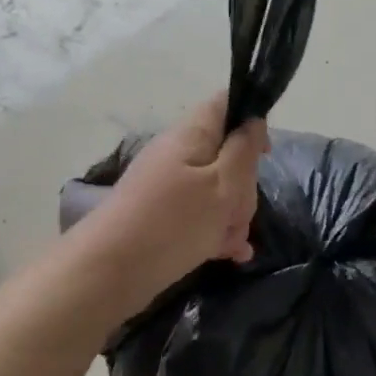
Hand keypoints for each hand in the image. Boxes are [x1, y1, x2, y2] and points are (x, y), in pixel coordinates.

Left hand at [83, 91, 268, 302]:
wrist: (111, 271)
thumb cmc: (174, 222)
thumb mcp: (222, 185)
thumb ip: (243, 151)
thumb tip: (253, 121)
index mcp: (191, 134)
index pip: (225, 104)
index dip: (251, 120)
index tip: (264, 154)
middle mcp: (178, 153)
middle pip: (226, 155)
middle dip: (243, 186)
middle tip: (239, 213)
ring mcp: (168, 185)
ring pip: (217, 190)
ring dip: (232, 215)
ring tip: (232, 244)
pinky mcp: (163, 215)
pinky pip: (200, 214)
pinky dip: (216, 231)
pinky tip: (229, 254)